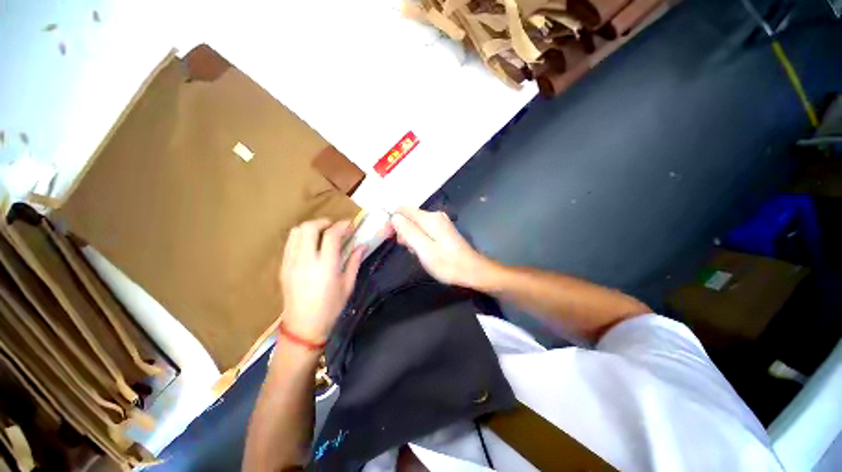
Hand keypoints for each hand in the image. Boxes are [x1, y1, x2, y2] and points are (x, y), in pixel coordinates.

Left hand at [280, 219, 364, 341]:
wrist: (303, 327)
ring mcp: (291, 263)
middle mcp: (306, 261)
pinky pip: (289, 243)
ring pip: (296, 232)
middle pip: (309, 228)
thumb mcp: (348, 285)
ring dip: (311, 227)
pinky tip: (310, 244)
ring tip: (322, 233)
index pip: (331, 236)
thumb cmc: (331, 308)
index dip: (342, 226)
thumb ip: (354, 262)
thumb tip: (363, 245)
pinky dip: (300, 236)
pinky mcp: (283, 267)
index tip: (350, 224)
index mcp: (325, 267)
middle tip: (334, 226)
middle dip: (323, 222)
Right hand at [390, 207, 493, 287]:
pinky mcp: (443, 230)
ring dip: (410, 237)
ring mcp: (440, 222)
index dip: (392, 222)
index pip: (403, 210)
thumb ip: (408, 231)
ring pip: (416, 224)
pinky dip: (419, 239)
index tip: (388, 237)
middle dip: (402, 231)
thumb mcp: (424, 249)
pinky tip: (423, 251)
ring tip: (416, 252)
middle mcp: (435, 215)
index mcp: (430, 218)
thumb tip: (394, 216)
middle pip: (409, 217)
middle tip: (406, 248)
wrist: (472, 271)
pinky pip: (424, 230)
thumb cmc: (447, 263)